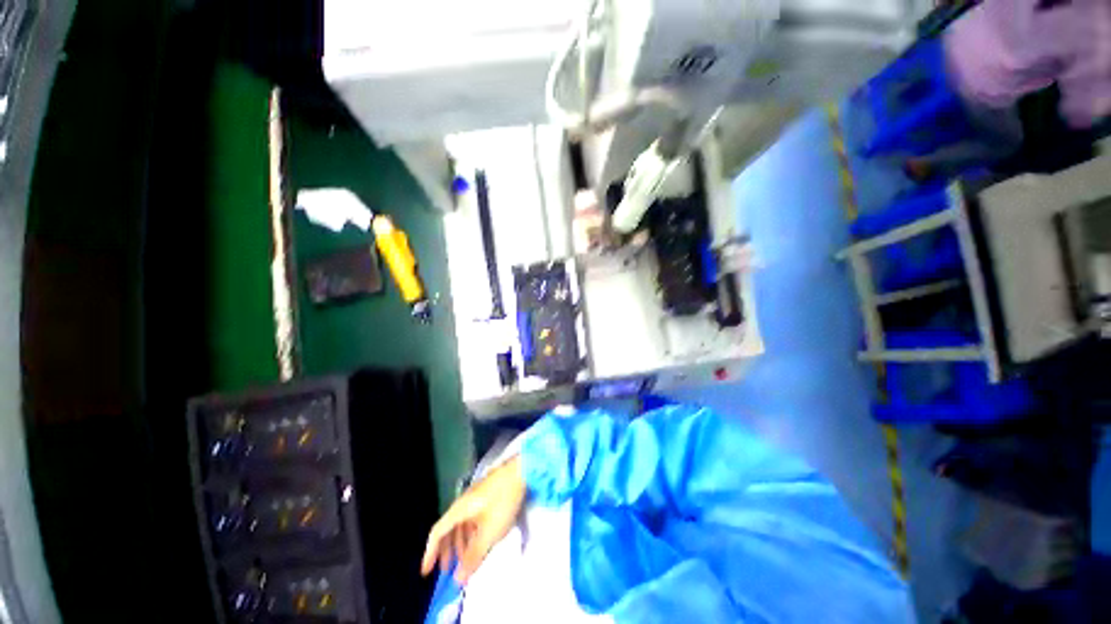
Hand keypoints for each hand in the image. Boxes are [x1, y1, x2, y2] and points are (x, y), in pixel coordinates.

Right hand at [421, 456, 525, 584]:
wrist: (519, 472)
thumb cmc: (502, 502)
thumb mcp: (489, 533)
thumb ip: (473, 556)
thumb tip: (457, 579)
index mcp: (458, 510)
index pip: (437, 533)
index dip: (430, 553)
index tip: (426, 572)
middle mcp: (462, 503)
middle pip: (448, 529)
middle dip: (447, 551)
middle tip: (448, 570)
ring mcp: (475, 497)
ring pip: (461, 524)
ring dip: (461, 544)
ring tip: (467, 560)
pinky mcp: (486, 495)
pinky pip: (471, 518)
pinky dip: (471, 533)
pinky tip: (480, 541)